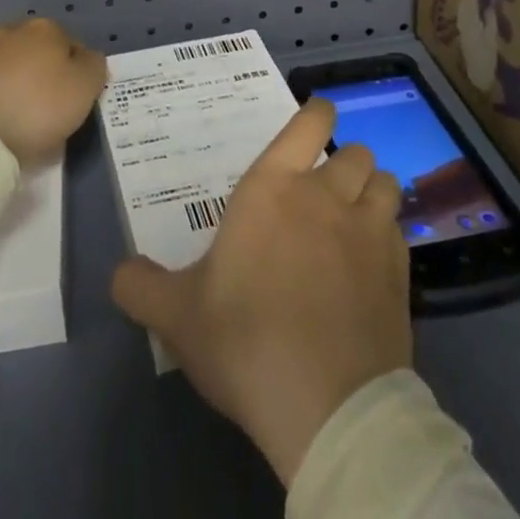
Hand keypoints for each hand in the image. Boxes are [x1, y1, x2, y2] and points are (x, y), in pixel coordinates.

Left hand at [0, 17, 107, 164]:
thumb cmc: (36, 108)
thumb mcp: (85, 88)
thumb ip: (94, 66)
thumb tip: (88, 57)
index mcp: (46, 29)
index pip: (72, 45)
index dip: (78, 71)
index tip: (76, 98)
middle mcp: (11, 31)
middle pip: (36, 47)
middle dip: (42, 66)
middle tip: (46, 101)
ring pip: (4, 56)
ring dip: (10, 71)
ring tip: (14, 103)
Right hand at [110, 99, 412, 486]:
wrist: (325, 406)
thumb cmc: (244, 339)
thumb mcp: (176, 316)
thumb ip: (141, 286)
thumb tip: (119, 273)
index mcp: (274, 187)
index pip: (309, 122)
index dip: (317, 113)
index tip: (316, 116)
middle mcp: (326, 195)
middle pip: (356, 152)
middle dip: (345, 162)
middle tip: (326, 189)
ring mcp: (369, 233)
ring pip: (386, 184)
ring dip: (373, 192)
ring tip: (357, 217)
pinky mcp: (399, 275)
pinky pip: (400, 234)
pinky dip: (388, 239)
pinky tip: (373, 266)